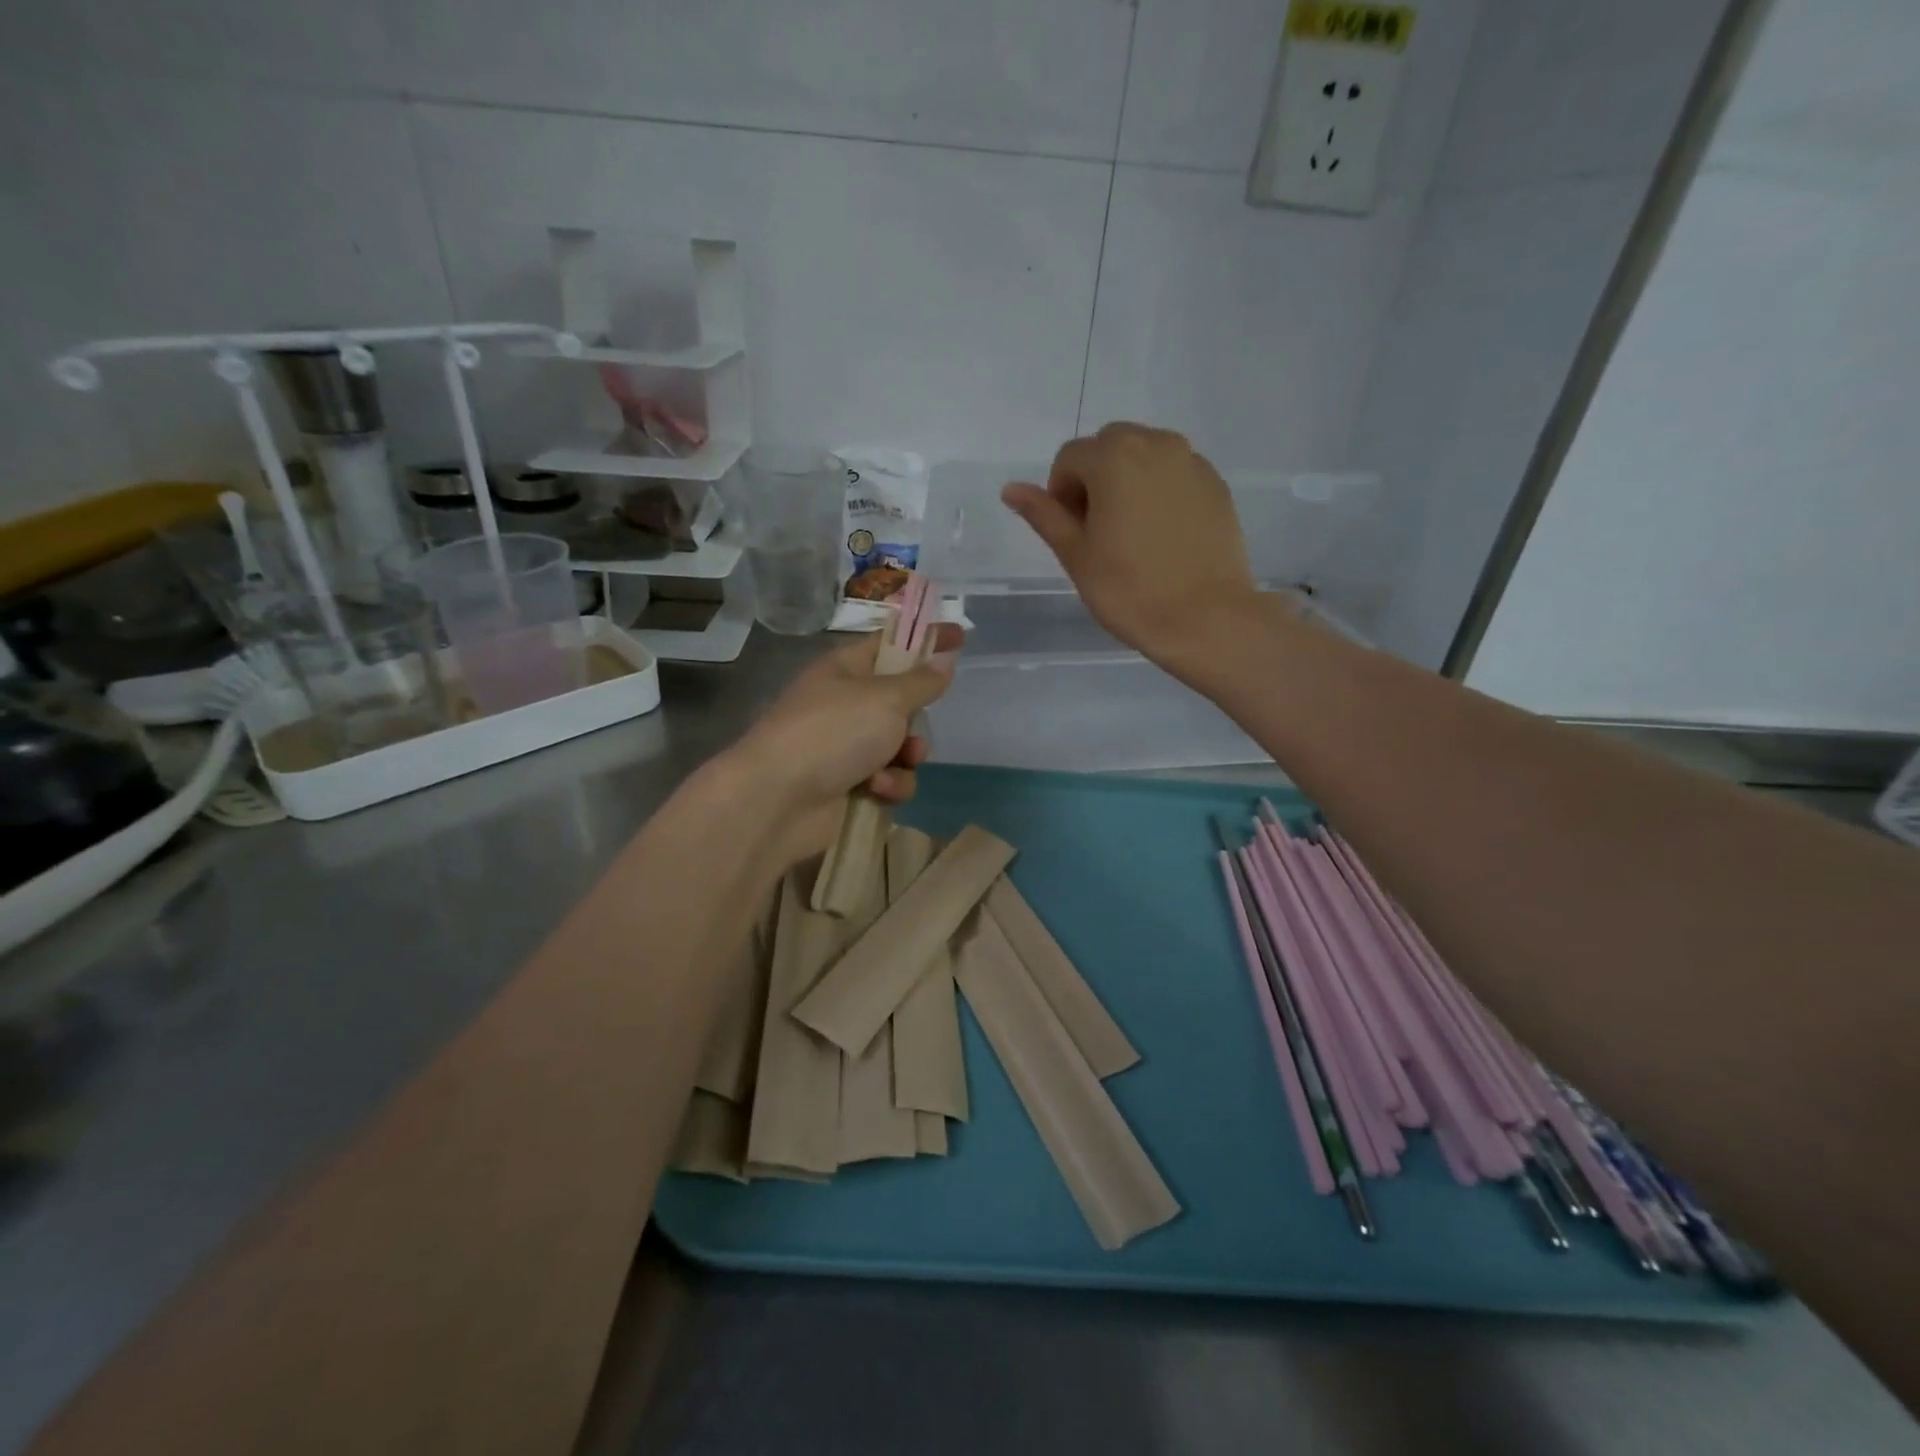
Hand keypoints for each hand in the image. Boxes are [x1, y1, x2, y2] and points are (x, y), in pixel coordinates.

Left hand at [726, 624, 963, 866]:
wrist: (778, 799)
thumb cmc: (832, 732)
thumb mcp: (885, 698)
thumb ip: (921, 682)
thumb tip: (943, 662)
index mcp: (845, 669)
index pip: (891, 644)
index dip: (923, 639)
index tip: (959, 635)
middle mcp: (844, 705)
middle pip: (899, 702)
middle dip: (915, 717)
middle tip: (917, 721)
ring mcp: (844, 747)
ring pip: (899, 746)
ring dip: (907, 756)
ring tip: (899, 762)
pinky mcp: (848, 785)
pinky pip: (889, 779)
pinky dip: (890, 785)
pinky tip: (878, 790)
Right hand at [1002, 423, 1258, 668]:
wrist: (1205, 618)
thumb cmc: (1129, 590)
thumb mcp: (1076, 554)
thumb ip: (1044, 514)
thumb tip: (1011, 489)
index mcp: (1114, 457)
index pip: (1069, 458)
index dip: (1061, 494)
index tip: (1073, 533)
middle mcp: (1156, 444)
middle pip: (1109, 447)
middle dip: (1095, 479)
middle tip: (1100, 531)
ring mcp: (1192, 462)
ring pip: (1146, 456)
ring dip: (1129, 481)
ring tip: (1133, 533)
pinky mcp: (1216, 484)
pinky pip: (1176, 474)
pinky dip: (1161, 491)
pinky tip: (1164, 536)